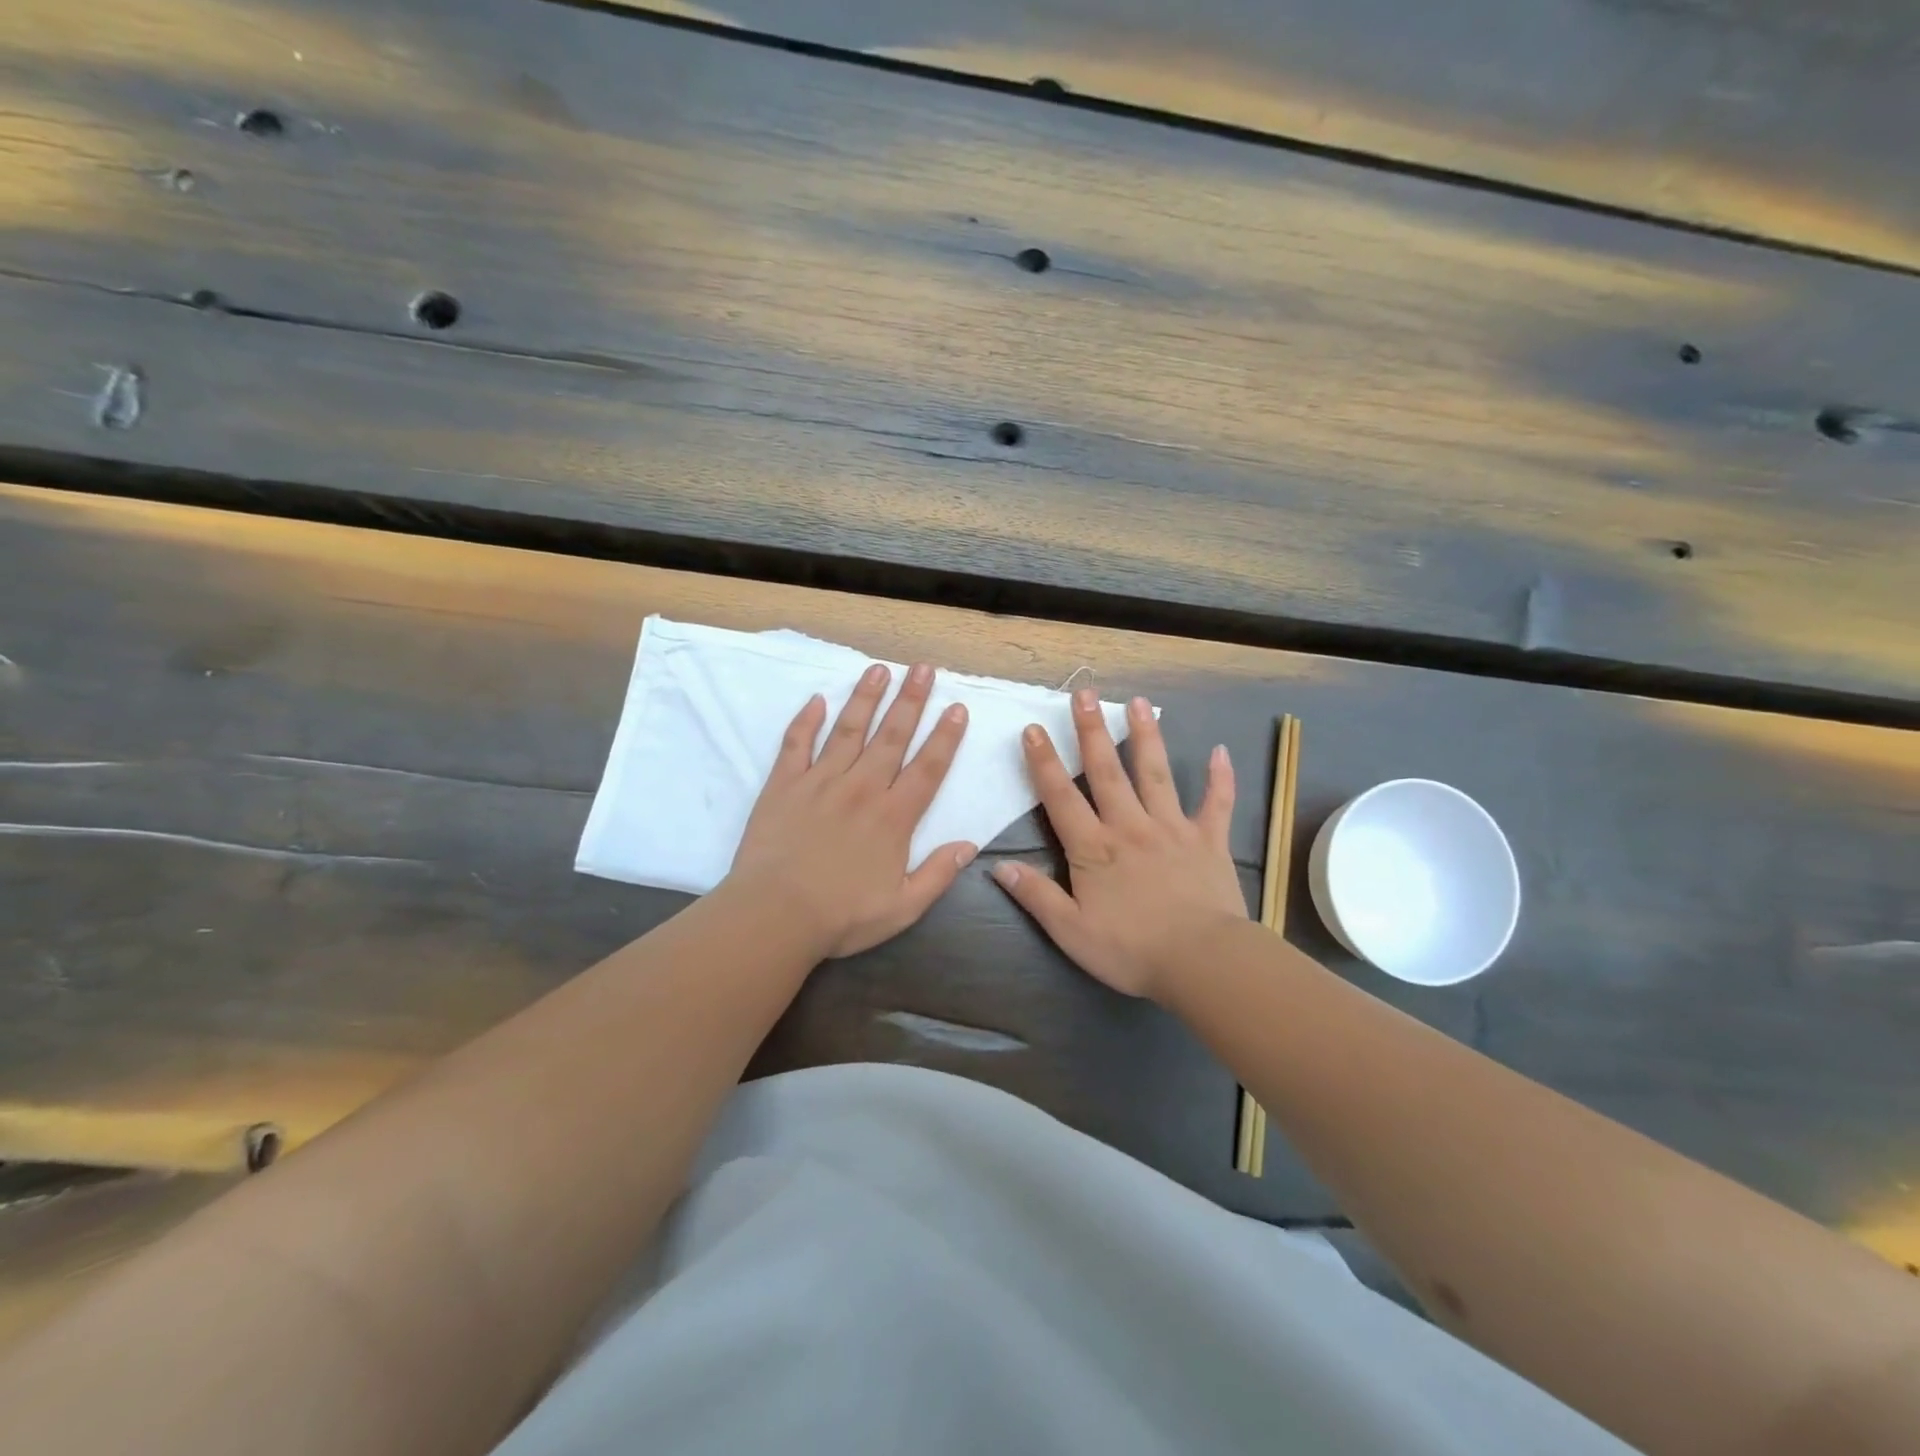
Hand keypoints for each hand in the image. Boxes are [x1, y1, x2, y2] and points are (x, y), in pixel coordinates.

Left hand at [727, 661, 973, 959]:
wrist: (774, 915)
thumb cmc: (841, 916)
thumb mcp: (903, 908)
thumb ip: (938, 875)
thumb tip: (969, 845)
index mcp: (893, 817)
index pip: (927, 768)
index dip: (945, 737)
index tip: (957, 708)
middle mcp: (862, 789)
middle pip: (892, 736)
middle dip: (911, 700)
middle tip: (923, 668)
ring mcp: (820, 782)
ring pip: (848, 731)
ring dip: (866, 698)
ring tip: (879, 670)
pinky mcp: (784, 785)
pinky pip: (796, 744)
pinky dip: (806, 721)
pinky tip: (817, 700)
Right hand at [993, 690, 1246, 999]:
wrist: (1201, 962)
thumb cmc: (1131, 950)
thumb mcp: (1071, 932)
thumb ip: (1036, 896)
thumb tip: (998, 867)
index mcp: (1094, 848)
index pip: (1061, 797)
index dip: (1044, 762)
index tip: (1033, 729)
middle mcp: (1130, 826)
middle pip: (1106, 771)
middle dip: (1092, 731)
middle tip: (1084, 694)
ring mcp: (1173, 828)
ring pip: (1156, 773)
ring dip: (1146, 736)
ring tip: (1139, 703)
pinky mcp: (1209, 840)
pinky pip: (1216, 803)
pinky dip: (1220, 778)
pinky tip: (1220, 751)